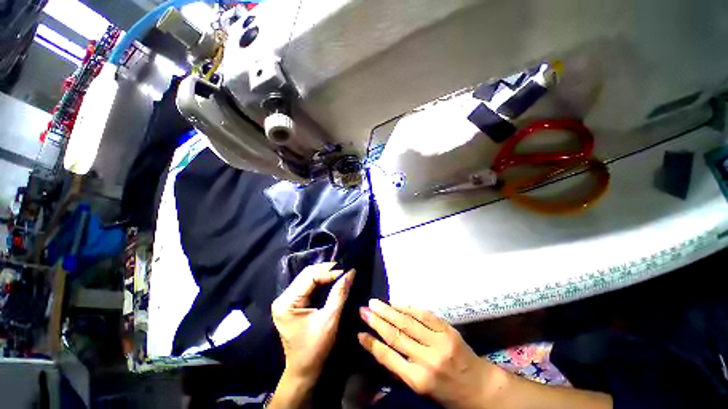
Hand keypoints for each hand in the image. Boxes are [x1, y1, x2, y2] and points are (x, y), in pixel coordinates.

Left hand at [272, 262, 354, 380]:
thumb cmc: (315, 348)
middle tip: (345, 270)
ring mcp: (287, 299)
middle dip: (327, 270)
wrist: (303, 370)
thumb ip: (339, 293)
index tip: (347, 271)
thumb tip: (351, 272)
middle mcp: (283, 297)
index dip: (330, 271)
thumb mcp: (330, 319)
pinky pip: (308, 284)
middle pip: (307, 274)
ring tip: (341, 272)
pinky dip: (321, 280)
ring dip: (325, 273)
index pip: (310, 276)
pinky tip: (332, 279)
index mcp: (287, 302)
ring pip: (308, 277)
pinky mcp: (292, 302)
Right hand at [358, 300, 501, 408]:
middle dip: (377, 321)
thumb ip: (401, 368)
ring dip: (389, 310)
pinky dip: (408, 308)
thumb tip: (380, 347)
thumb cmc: (447, 392)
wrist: (479, 386)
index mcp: (419, 380)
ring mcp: (439, 342)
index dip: (372, 343)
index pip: (388, 358)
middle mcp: (428, 359)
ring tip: (375, 302)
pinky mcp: (448, 330)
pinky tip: (397, 304)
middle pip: (396, 335)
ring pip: (408, 321)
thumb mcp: (421, 388)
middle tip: (363, 310)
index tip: (360, 332)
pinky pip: (424, 314)